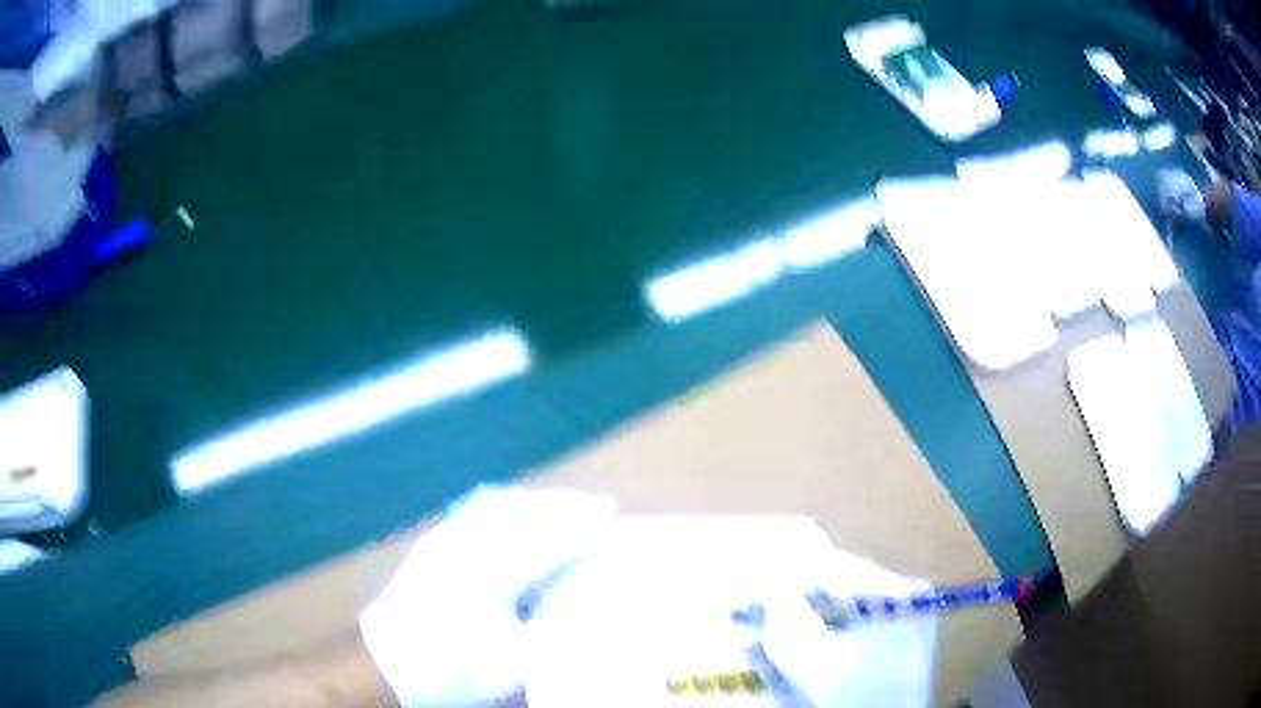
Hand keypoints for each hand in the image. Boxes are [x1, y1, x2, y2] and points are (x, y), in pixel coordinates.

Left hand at [360, 486, 616, 706]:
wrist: (389, 666)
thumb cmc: (455, 670)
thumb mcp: (515, 664)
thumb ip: (553, 632)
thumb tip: (586, 608)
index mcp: (490, 576)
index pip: (545, 540)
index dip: (580, 524)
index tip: (609, 510)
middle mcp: (465, 547)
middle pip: (521, 513)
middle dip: (560, 506)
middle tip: (595, 505)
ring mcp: (444, 543)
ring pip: (496, 507)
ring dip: (533, 503)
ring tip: (561, 504)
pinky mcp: (431, 548)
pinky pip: (473, 513)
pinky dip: (503, 506)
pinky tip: (511, 511)